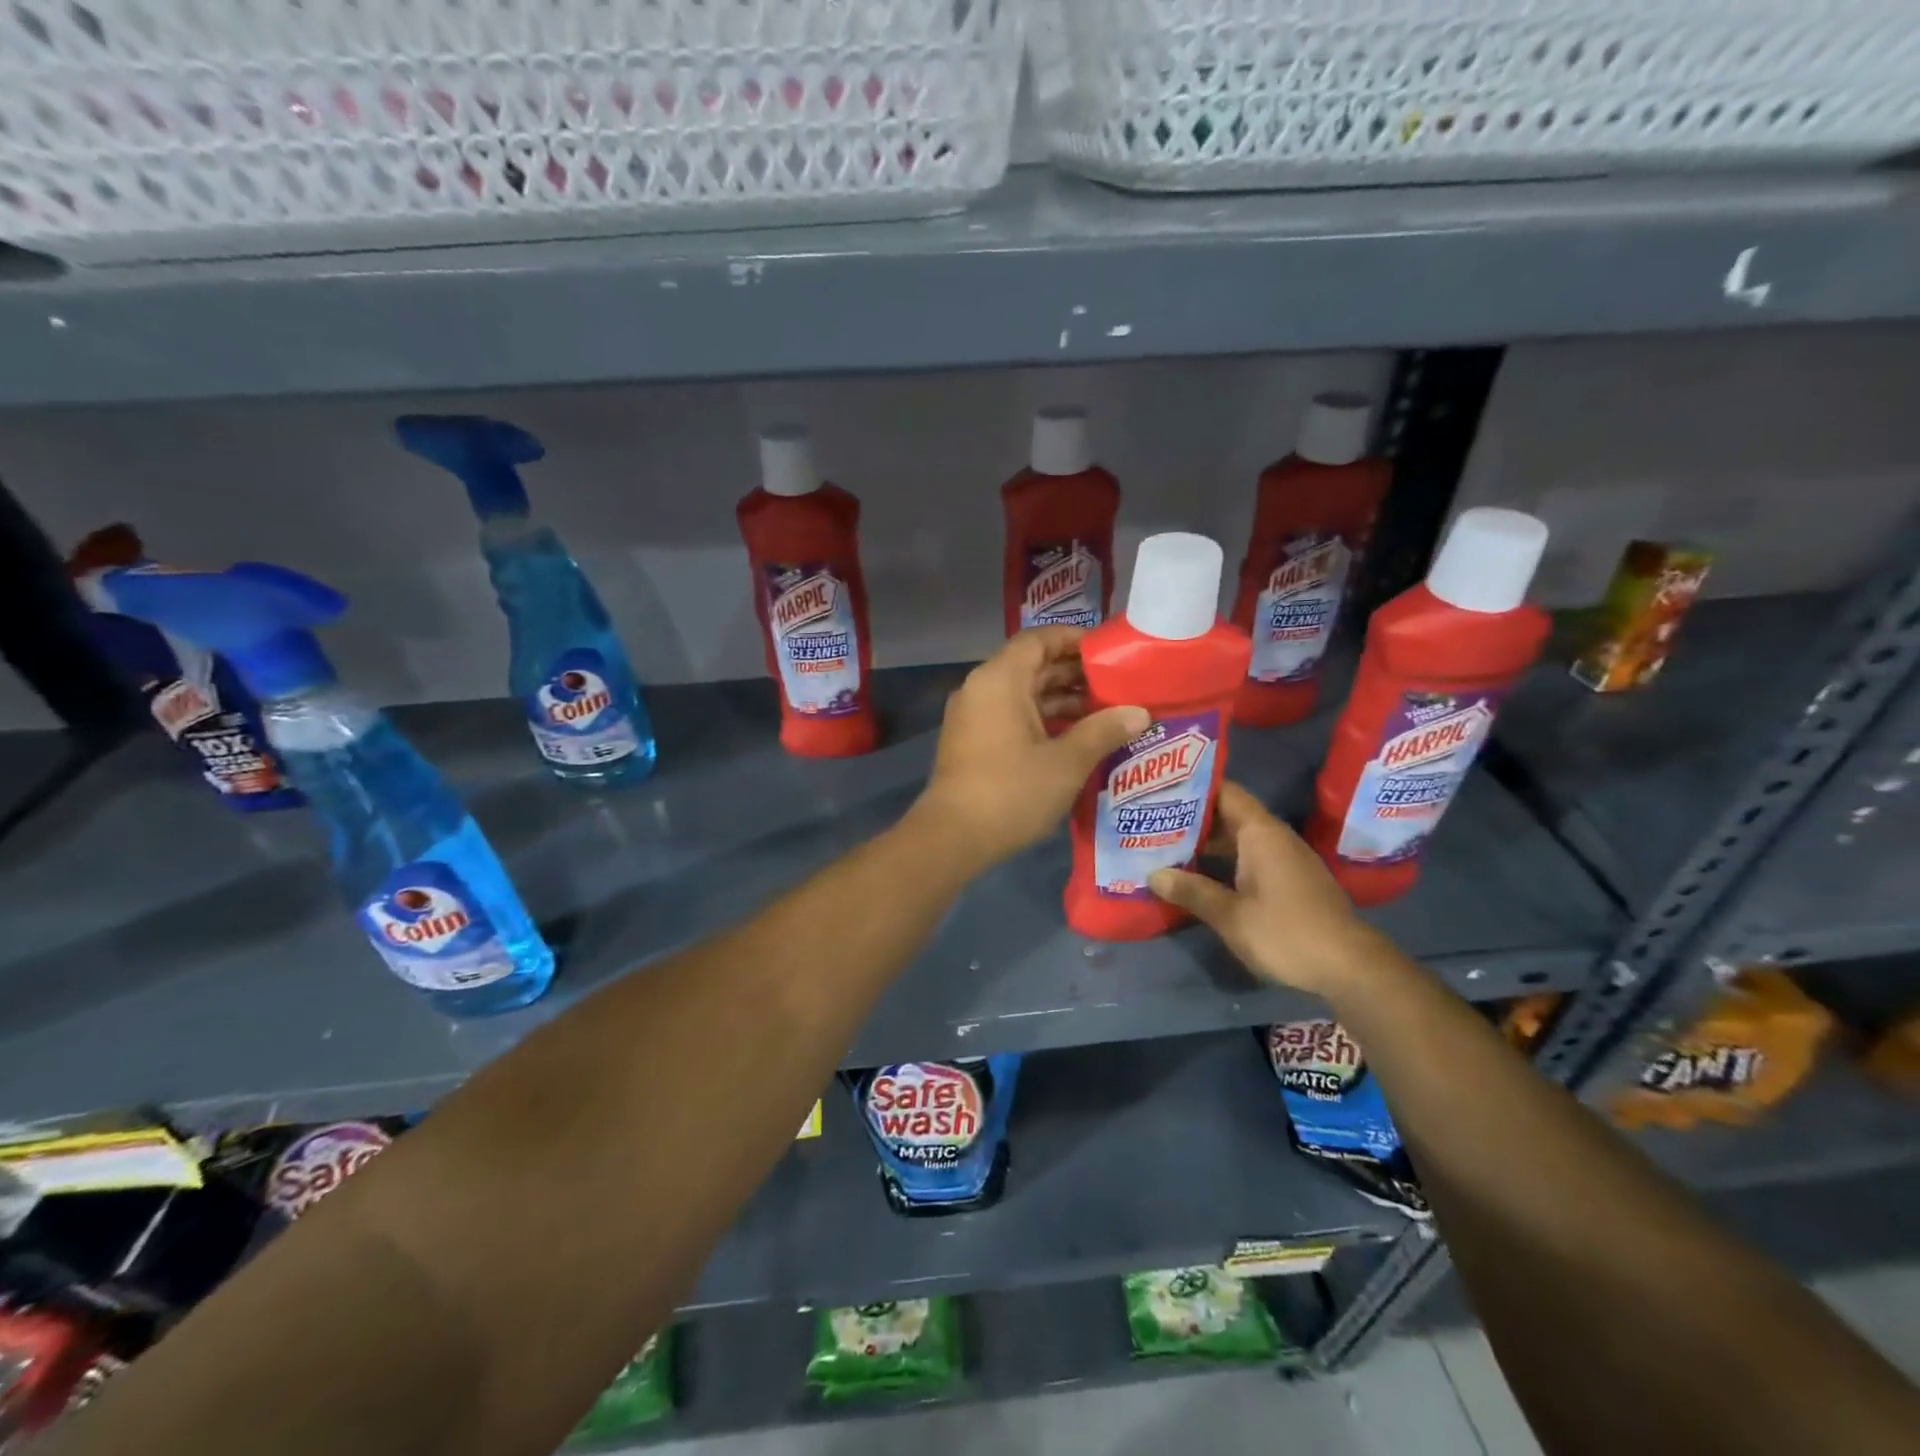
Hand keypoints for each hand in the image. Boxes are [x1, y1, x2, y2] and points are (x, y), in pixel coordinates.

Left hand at [912, 627, 1148, 871]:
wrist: (953, 838)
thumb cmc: (1012, 791)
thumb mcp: (1067, 761)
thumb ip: (1104, 731)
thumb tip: (1140, 713)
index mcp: (1000, 679)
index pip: (1038, 640)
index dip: (1074, 640)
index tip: (1109, 653)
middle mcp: (982, 689)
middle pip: (1032, 667)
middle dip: (1075, 675)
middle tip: (1118, 686)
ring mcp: (974, 717)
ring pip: (1023, 695)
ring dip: (1062, 702)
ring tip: (1107, 714)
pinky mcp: (973, 742)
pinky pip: (1012, 717)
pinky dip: (1042, 721)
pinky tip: (1077, 739)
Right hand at [1148, 781, 1387, 995]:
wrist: (1350, 967)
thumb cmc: (1286, 932)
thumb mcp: (1231, 915)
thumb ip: (1192, 891)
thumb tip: (1153, 875)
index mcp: (1260, 833)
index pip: (1224, 792)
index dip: (1192, 786)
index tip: (1159, 788)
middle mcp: (1274, 837)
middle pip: (1228, 814)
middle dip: (1192, 817)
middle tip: (1151, 819)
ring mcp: (1285, 858)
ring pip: (1238, 838)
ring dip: (1206, 842)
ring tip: (1166, 845)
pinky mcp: (1290, 880)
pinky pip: (1250, 857)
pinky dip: (1224, 860)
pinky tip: (1200, 875)